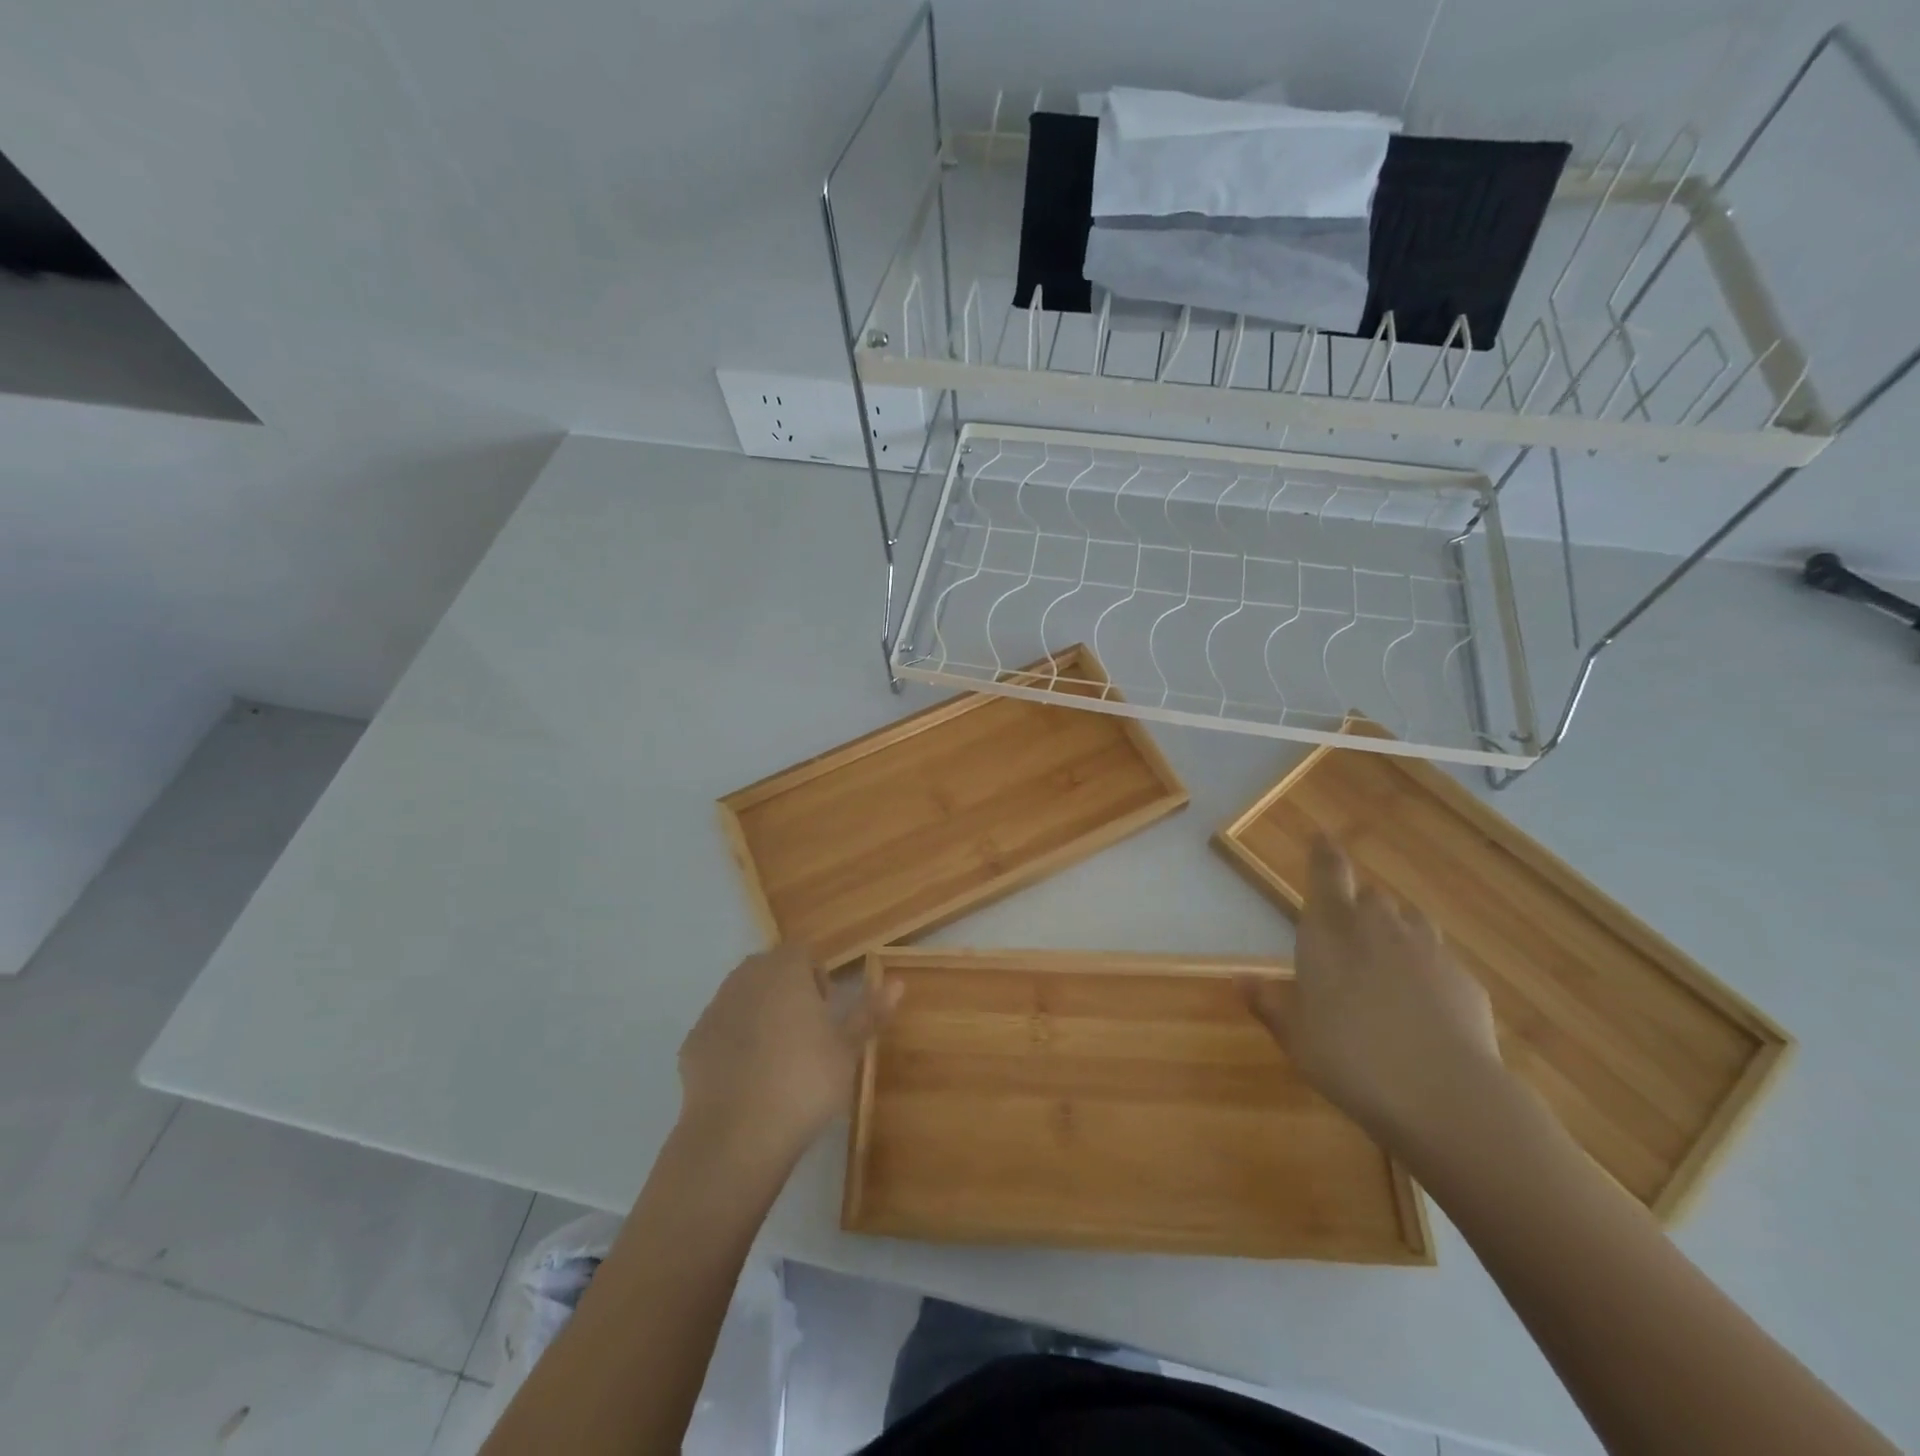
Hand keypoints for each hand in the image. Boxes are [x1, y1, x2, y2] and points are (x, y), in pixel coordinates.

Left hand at [677, 945, 897, 1166]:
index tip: (827, 1010)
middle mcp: (746, 978)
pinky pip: (720, 1029)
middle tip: (806, 1031)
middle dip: (787, 990)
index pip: (802, 952)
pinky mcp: (692, 1042)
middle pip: (769, 969)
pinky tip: (746, 1077)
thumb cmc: (804, 1081)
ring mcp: (714, 1009)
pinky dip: (733, 1041)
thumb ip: (870, 1012)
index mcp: (785, 970)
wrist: (737, 1135)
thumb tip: (896, 982)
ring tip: (777, 1054)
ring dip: (760, 1012)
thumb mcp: (847, 1049)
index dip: (817, 976)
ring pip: (742, 996)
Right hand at [1242, 835, 1503, 1155]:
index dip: (1325, 853)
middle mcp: (1378, 927)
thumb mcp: (1295, 1036)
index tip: (1323, 836)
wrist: (1444, 1095)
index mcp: (1329, 930)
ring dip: (1394, 930)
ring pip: (1408, 921)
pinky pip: (1440, 959)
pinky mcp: (1464, 979)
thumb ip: (1270, 1004)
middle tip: (1345, 930)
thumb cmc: (1349, 1057)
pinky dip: (1426, 969)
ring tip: (1385, 959)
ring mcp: (1427, 950)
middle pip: (1369, 896)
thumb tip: (1239, 980)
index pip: (1328, 873)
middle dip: (1357, 904)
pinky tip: (1422, 1002)